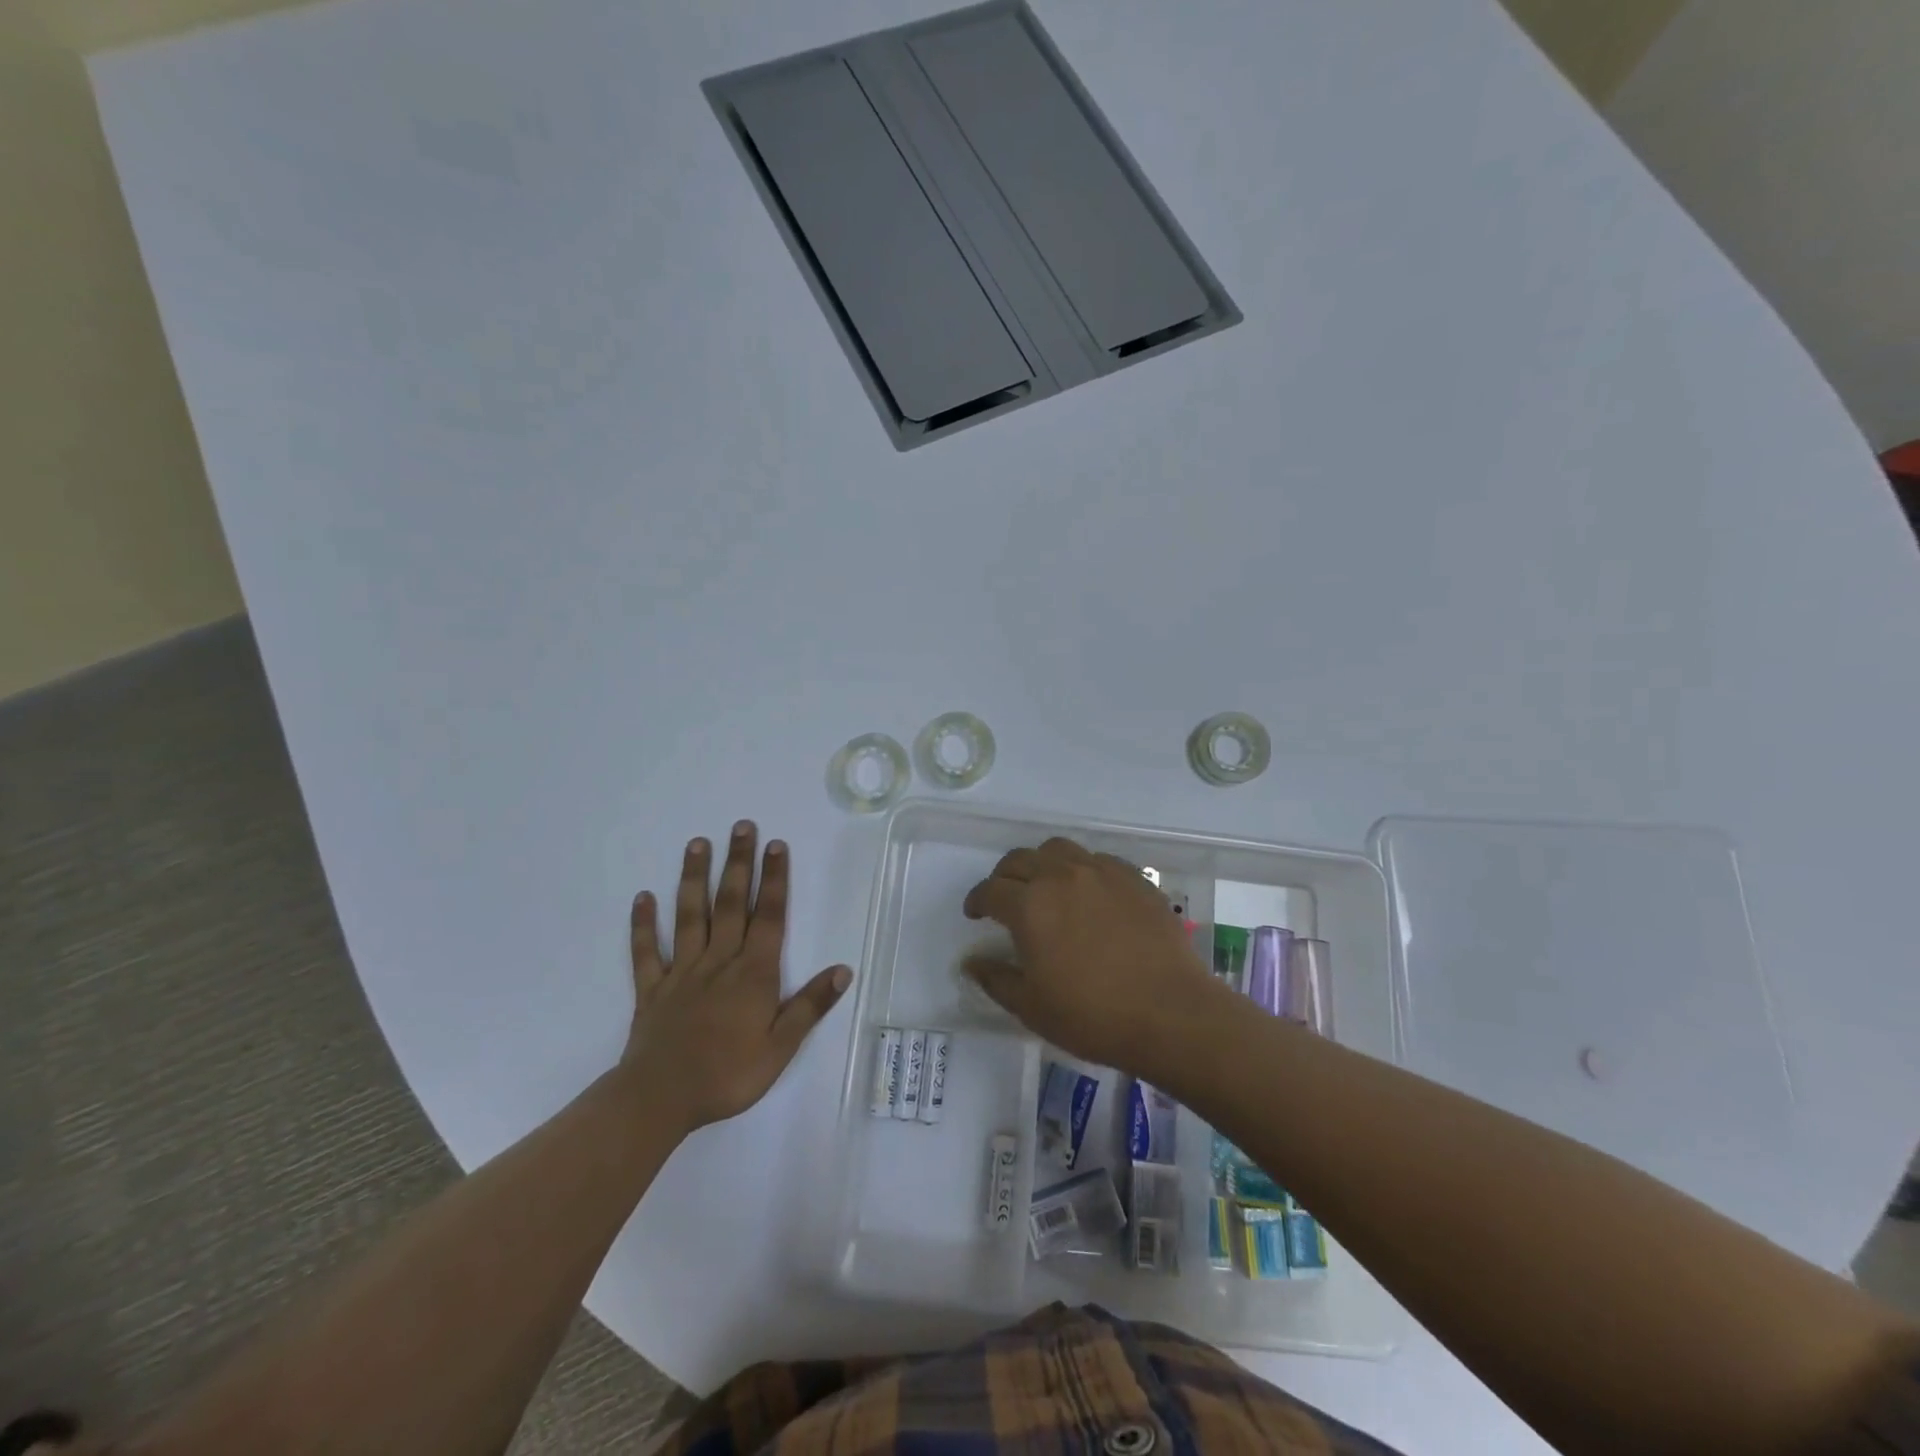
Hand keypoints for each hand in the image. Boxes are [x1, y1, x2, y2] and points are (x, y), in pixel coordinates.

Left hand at [623, 822, 850, 1131]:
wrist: (659, 1100)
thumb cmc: (727, 1075)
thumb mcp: (780, 1048)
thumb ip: (810, 1006)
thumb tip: (844, 969)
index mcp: (753, 974)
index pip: (769, 917)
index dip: (774, 880)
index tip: (776, 845)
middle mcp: (718, 962)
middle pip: (730, 904)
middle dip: (738, 863)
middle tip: (741, 826)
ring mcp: (681, 972)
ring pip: (689, 916)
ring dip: (693, 878)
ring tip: (696, 844)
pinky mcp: (652, 989)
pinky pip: (646, 951)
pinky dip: (642, 925)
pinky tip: (642, 898)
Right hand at [962, 837, 1216, 1070]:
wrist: (1171, 1013)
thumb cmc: (1092, 1015)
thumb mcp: (1032, 1007)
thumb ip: (996, 979)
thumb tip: (972, 962)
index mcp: (1029, 905)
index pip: (990, 890)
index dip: (977, 900)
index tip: (975, 913)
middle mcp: (1061, 876)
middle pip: (1020, 859)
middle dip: (1004, 876)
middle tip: (1005, 898)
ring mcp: (1102, 872)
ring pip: (1059, 850)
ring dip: (1042, 863)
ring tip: (1046, 886)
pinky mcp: (1135, 878)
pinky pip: (1098, 860)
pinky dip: (1082, 869)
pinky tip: (1089, 893)